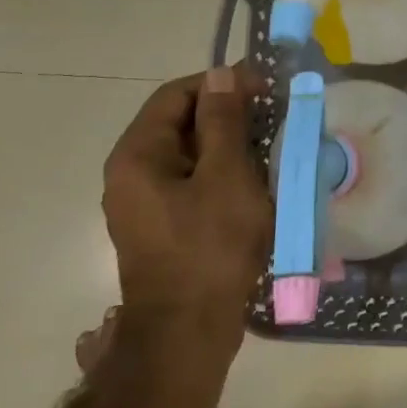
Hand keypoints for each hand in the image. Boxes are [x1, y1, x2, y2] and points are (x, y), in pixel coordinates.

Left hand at [102, 66, 272, 327]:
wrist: (189, 332)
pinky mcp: (163, 226)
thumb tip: (220, 75)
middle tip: (274, 116)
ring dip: (229, 144)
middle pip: (180, 123)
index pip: (176, 95)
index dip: (221, 83)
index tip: (264, 87)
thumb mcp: (226, 175)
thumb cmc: (210, 246)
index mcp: (138, 155)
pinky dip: (223, 173)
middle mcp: (132, 174)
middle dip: (228, 114)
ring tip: (272, 146)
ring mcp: (145, 203)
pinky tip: (256, 181)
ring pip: (190, 155)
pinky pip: (192, 183)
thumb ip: (223, 121)